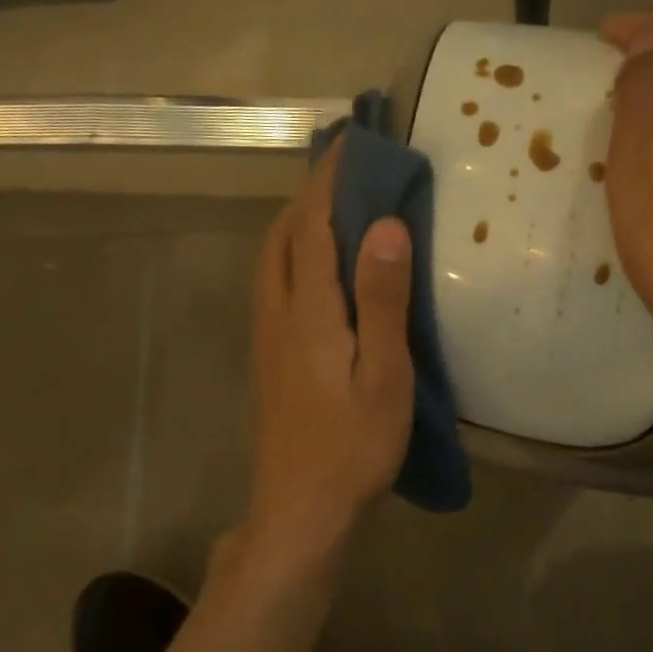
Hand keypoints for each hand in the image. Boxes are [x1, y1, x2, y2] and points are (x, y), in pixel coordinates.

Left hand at [237, 138, 414, 573]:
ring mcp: (267, 338)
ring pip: (272, 260)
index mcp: (309, 311)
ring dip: (297, 223)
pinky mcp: (269, 360)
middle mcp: (278, 314)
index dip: (330, 179)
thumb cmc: (352, 446)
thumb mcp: (384, 376)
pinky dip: (294, 255)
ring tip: (336, 210)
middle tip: (349, 172)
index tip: (352, 141)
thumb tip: (385, 225)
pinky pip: (275, 286)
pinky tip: (319, 271)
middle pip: (282, 235)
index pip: (313, 224)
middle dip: (309, 194)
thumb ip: (383, 300)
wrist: (300, 510)